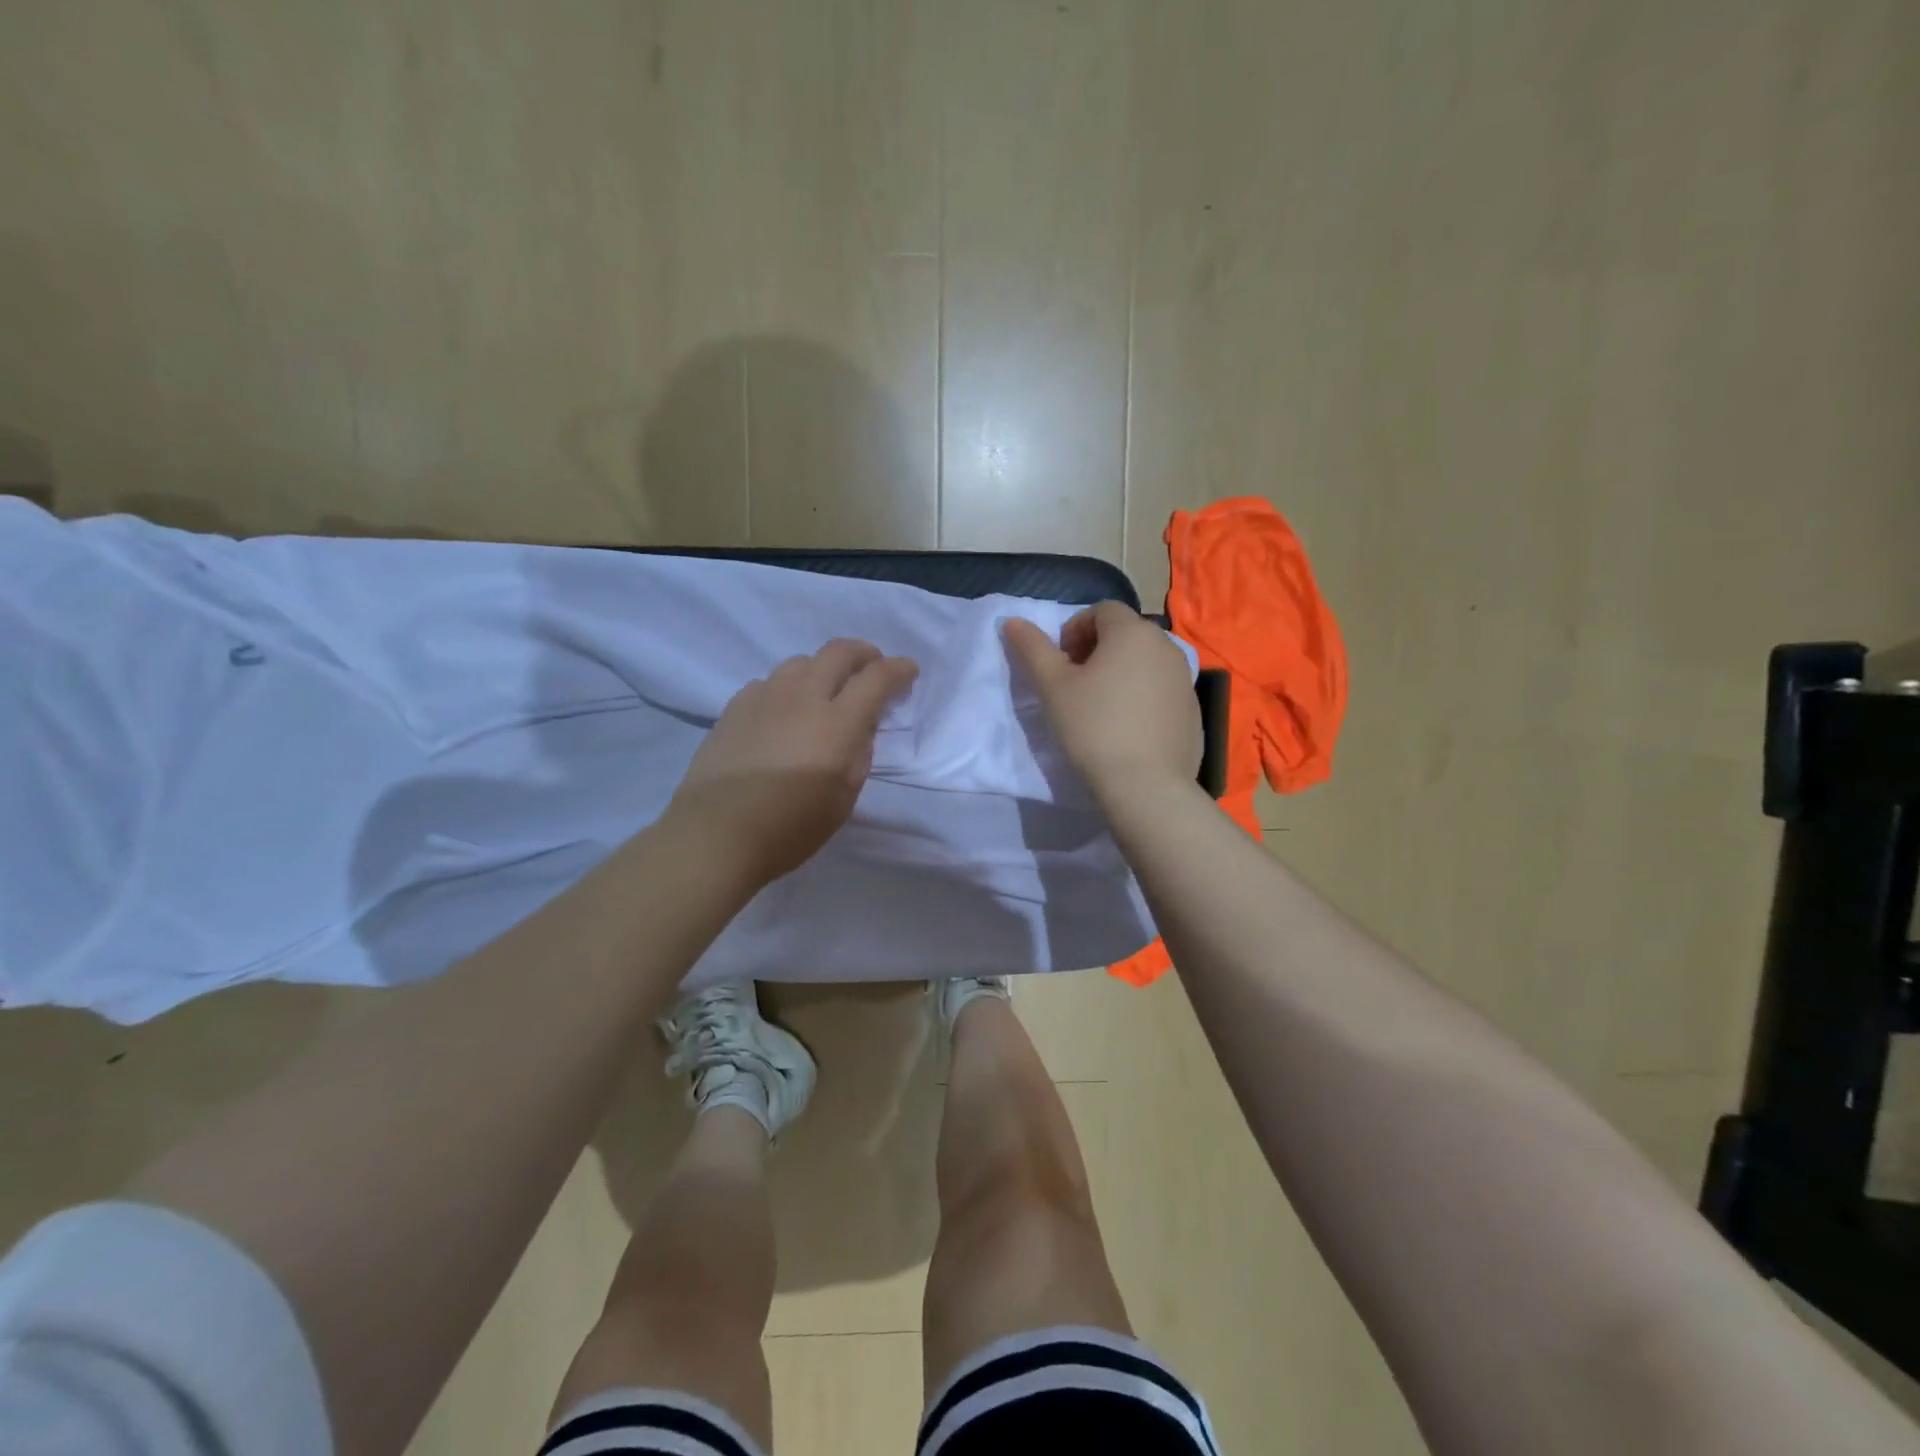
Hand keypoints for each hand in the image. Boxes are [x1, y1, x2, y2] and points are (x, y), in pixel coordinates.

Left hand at [668, 638, 919, 884]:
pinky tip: (785, 710)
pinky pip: (770, 682)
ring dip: (823, 668)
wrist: (717, 834)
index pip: (876, 679)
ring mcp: (765, 697)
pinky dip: (789, 687)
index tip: (908, 671)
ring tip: (827, 689)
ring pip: (801, 662)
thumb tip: (859, 727)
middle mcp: (803, 697)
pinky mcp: (735, 707)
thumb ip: (858, 753)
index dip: (898, 670)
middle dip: (863, 653)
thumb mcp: (843, 797)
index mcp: (837, 723)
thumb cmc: (791, 827)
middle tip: (872, 667)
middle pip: (838, 652)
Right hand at [1003, 602, 1200, 800]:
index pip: (1101, 610)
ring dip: (1120, 672)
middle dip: (1097, 650)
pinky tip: (1127, 728)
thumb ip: (1032, 649)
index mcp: (1132, 632)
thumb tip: (1012, 621)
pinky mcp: (1193, 709)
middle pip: (1125, 634)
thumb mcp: (1053, 687)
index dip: (1074, 630)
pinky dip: (1142, 696)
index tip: (1061, 663)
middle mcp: (1165, 646)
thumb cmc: (1093, 727)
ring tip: (1100, 707)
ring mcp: (1185, 678)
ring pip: (1145, 662)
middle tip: (1076, 684)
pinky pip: (1161, 689)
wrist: (1147, 785)